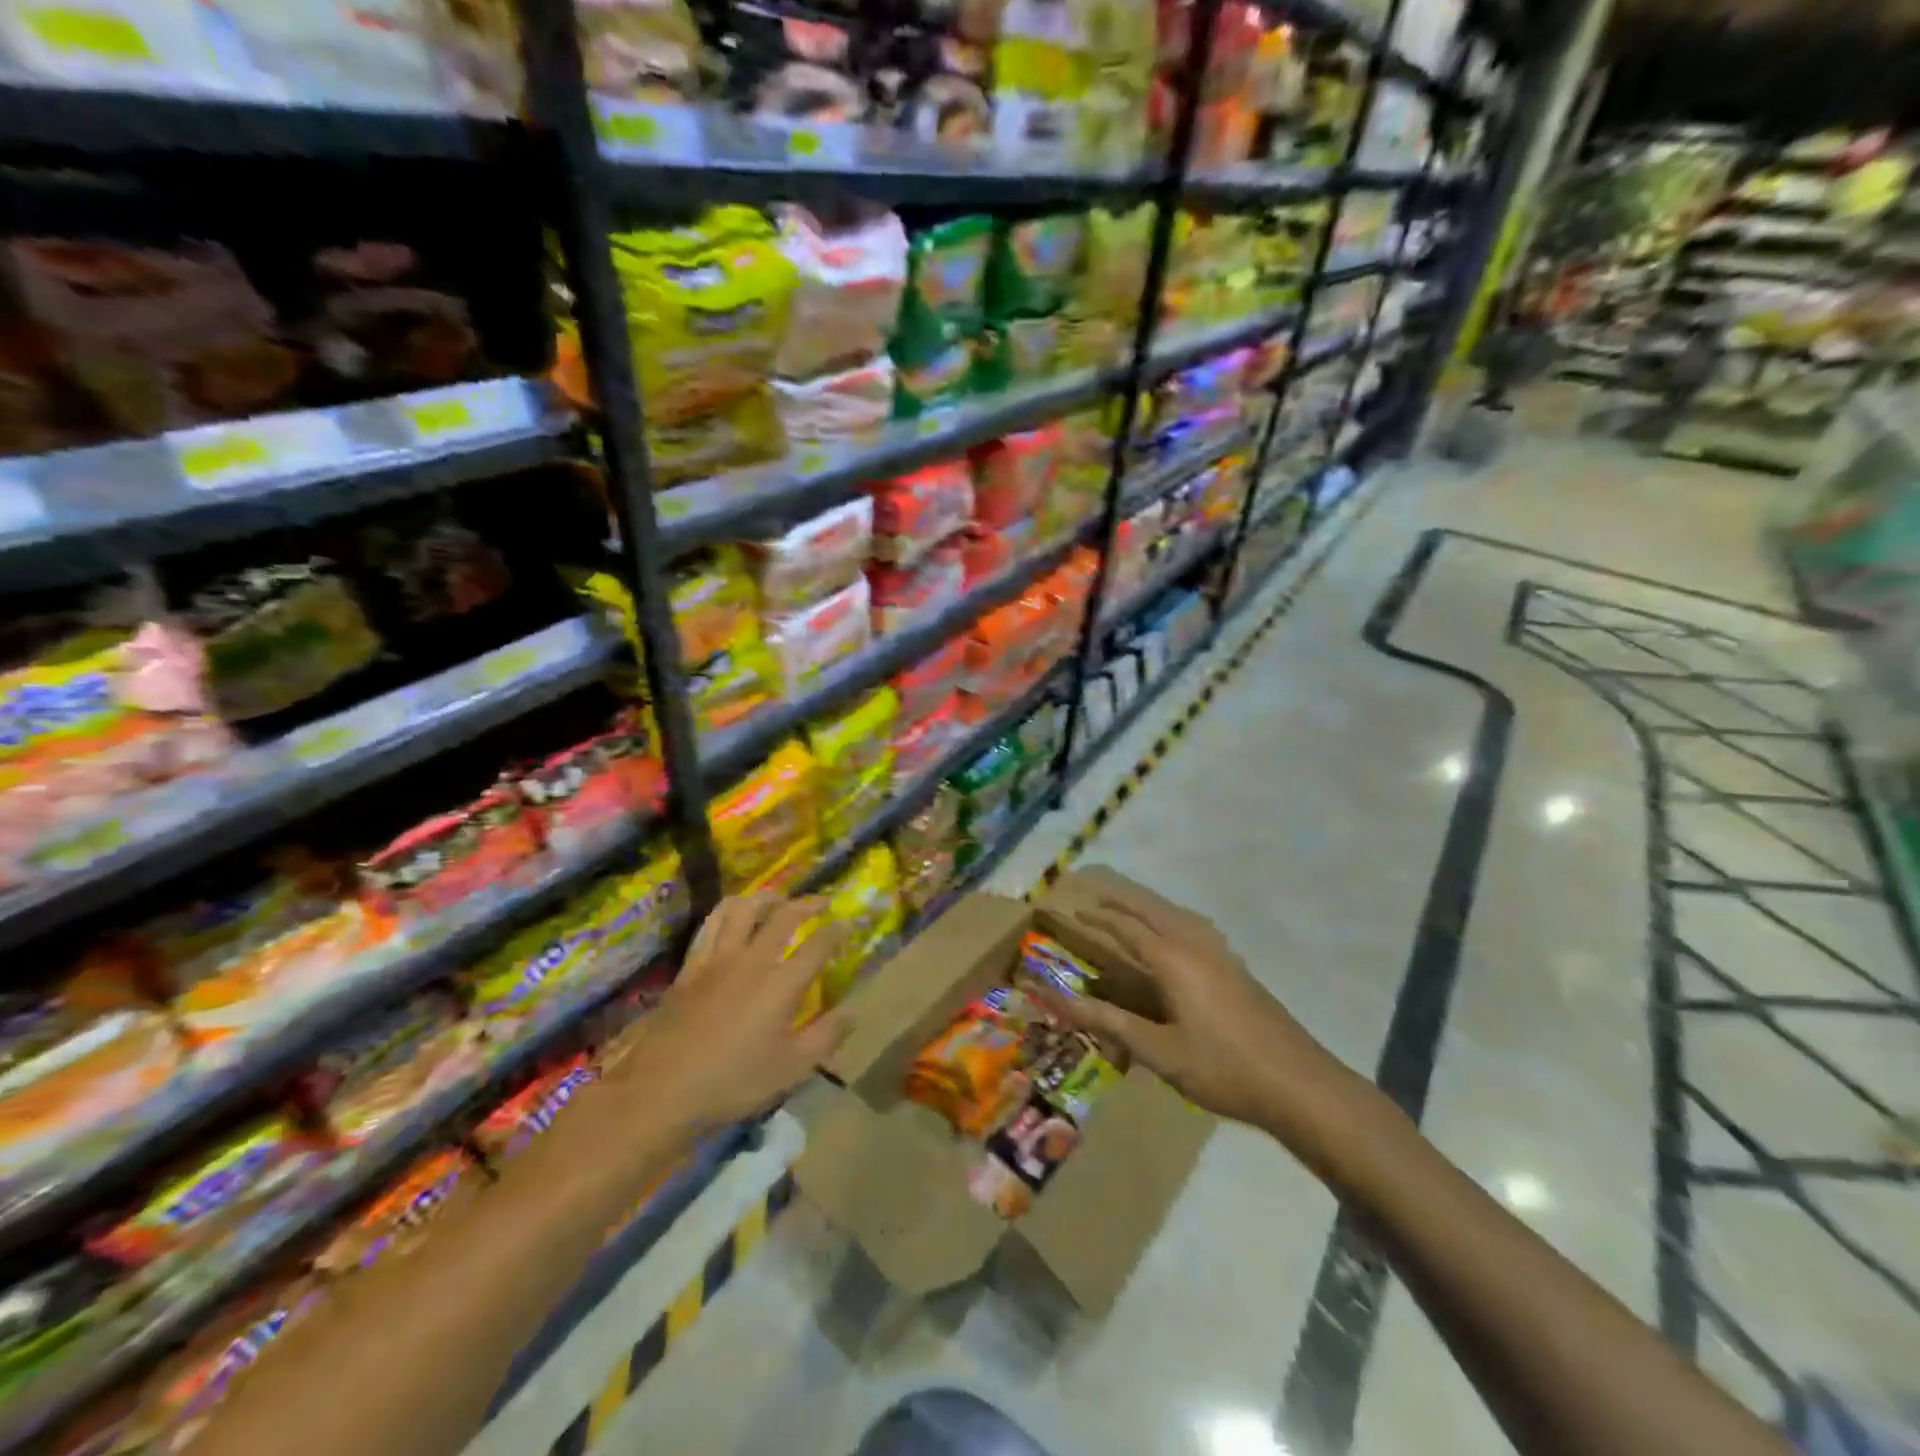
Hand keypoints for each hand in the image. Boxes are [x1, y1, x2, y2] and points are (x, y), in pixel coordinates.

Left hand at [618, 894, 849, 1133]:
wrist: (661, 1090)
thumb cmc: (733, 1082)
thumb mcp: (791, 1069)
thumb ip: (826, 1037)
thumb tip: (854, 1012)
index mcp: (781, 984)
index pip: (817, 945)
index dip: (837, 931)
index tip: (848, 923)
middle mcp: (752, 960)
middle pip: (783, 916)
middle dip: (807, 903)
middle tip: (820, 902)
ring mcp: (717, 959)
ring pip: (742, 909)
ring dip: (765, 898)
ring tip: (776, 900)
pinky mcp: (690, 967)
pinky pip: (710, 925)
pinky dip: (727, 913)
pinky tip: (731, 917)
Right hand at [1052, 895, 1378, 1164]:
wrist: (1299, 1084)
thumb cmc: (1222, 1069)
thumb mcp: (1159, 1052)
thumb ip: (1111, 1022)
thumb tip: (1062, 1002)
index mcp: (1173, 961)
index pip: (1128, 930)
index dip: (1101, 920)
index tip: (1077, 910)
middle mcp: (1197, 946)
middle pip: (1155, 912)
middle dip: (1124, 903)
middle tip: (1098, 897)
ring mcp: (1223, 955)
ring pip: (1180, 917)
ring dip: (1152, 908)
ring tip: (1134, 909)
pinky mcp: (1239, 969)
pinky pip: (1198, 928)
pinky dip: (1176, 920)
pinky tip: (1182, 935)